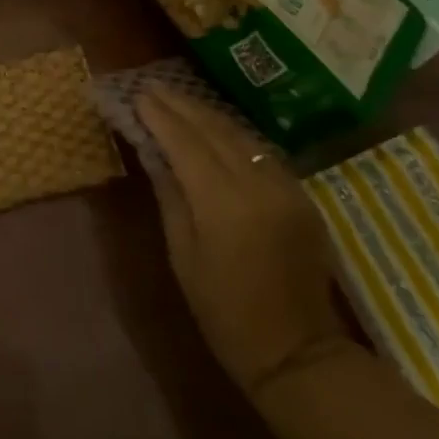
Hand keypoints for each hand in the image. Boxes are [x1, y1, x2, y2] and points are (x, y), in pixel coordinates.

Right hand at [136, 84, 356, 395]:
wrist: (299, 352)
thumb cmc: (224, 311)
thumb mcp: (183, 254)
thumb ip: (170, 195)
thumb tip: (153, 152)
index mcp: (223, 202)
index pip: (185, 142)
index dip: (159, 116)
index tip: (137, 95)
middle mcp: (258, 184)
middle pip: (214, 129)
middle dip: (180, 105)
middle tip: (152, 86)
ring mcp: (286, 187)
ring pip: (240, 134)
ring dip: (206, 114)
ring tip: (177, 99)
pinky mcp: (301, 196)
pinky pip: (260, 151)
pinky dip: (232, 134)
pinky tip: (214, 127)